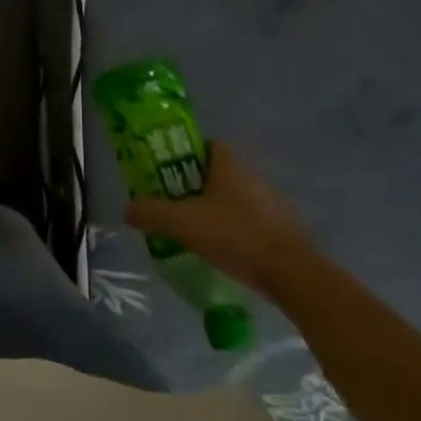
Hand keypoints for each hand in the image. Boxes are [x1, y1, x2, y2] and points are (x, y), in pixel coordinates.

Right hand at [126, 141, 314, 294]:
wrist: (293, 274)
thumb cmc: (235, 235)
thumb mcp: (182, 223)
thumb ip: (151, 212)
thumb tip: (127, 209)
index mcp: (229, 165)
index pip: (206, 145)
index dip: (184, 155)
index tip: (166, 173)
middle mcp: (252, 176)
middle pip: (217, 173)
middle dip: (194, 185)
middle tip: (172, 203)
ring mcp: (271, 203)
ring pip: (233, 198)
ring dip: (214, 209)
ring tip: (193, 230)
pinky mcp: (282, 229)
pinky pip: (249, 221)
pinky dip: (233, 229)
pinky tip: (220, 249)